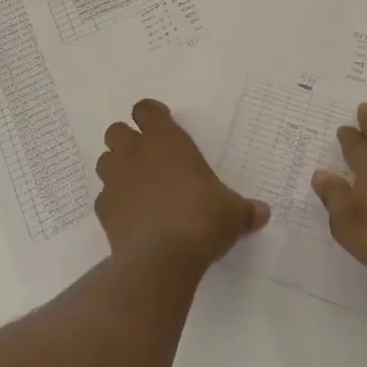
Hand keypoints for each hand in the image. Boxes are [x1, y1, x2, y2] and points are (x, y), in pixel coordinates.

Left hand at [96, 99, 269, 272]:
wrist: (163, 257)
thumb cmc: (203, 218)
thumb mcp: (233, 212)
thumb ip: (244, 209)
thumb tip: (262, 213)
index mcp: (167, 140)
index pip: (146, 110)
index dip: (151, 114)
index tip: (162, 124)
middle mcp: (136, 153)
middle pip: (116, 131)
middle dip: (127, 140)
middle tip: (146, 157)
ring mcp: (115, 181)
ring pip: (104, 161)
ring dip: (117, 168)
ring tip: (136, 186)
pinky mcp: (104, 211)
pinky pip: (104, 199)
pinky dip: (114, 203)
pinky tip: (130, 218)